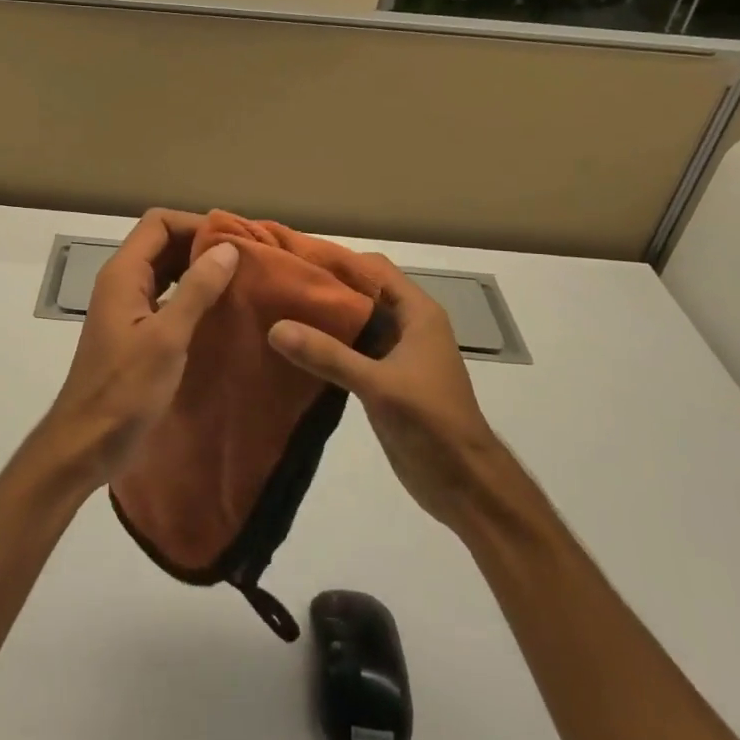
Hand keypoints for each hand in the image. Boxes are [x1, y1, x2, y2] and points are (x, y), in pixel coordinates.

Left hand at [34, 210, 238, 491]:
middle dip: (202, 245)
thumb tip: (227, 248)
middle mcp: (123, 283)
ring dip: (199, 270)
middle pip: (162, 243)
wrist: (86, 441)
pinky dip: (192, 296)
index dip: (196, 223)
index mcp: (123, 274)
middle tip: (247, 259)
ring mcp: (128, 308)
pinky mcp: (136, 332)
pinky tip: (221, 310)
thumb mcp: (167, 337)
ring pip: (166, 271)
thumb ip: (196, 290)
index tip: (235, 239)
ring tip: (242, 280)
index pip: (158, 223)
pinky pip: (167, 299)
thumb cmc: (124, 389)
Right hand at [267, 254, 501, 529]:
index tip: (294, 256)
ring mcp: (396, 355)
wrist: (464, 483)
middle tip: (277, 282)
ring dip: (322, 317)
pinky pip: (349, 351)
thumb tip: (275, 327)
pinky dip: (325, 345)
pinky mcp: (383, 380)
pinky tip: (293, 348)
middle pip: (361, 292)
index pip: (373, 269)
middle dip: (324, 286)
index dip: (337, 259)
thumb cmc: (432, 423)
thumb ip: (328, 355)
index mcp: (418, 314)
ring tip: (276, 309)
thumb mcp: (379, 385)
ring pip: (354, 323)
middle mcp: (408, 327)